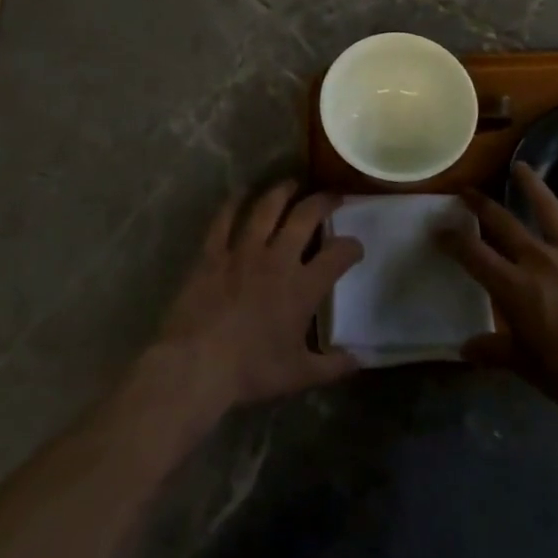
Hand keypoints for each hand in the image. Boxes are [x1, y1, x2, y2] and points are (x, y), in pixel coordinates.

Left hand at [152, 181, 363, 418]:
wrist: (197, 364)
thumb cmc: (251, 370)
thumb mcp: (299, 375)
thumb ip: (332, 366)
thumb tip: (360, 360)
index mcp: (302, 287)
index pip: (338, 255)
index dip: (352, 246)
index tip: (356, 246)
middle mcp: (277, 259)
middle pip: (305, 217)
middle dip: (323, 202)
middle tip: (332, 196)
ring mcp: (242, 251)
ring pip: (267, 208)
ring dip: (282, 191)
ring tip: (293, 182)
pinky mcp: (213, 253)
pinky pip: (224, 219)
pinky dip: (233, 202)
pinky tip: (241, 192)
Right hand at [444, 162, 557, 423]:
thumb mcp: (526, 366)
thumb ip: (494, 351)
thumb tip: (465, 349)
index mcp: (513, 286)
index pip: (472, 253)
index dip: (452, 239)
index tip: (438, 229)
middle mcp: (539, 259)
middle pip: (503, 222)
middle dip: (480, 205)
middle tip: (467, 191)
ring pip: (547, 208)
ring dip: (531, 185)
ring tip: (519, 166)